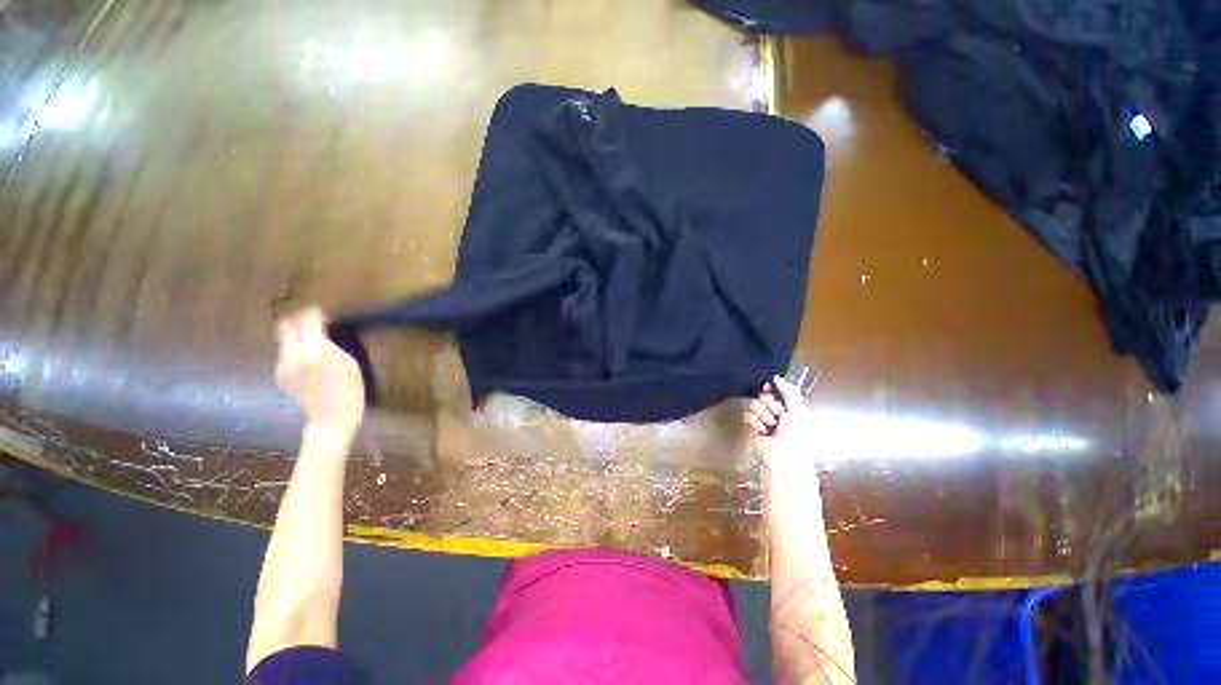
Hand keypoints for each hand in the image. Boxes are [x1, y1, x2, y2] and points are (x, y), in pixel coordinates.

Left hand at [275, 307, 364, 434]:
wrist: (332, 418)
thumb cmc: (350, 390)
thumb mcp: (349, 363)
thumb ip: (331, 345)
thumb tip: (321, 332)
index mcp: (315, 350)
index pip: (307, 320)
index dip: (313, 313)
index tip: (320, 312)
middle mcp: (293, 355)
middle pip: (286, 327)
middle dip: (297, 321)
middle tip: (311, 322)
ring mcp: (283, 366)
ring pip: (285, 341)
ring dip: (296, 337)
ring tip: (313, 343)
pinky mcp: (280, 376)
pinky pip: (286, 355)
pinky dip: (295, 352)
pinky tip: (309, 362)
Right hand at [744, 376, 813, 473]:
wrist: (785, 457)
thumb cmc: (798, 435)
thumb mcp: (799, 410)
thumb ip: (789, 391)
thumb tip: (775, 377)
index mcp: (789, 407)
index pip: (774, 390)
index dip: (771, 389)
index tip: (769, 388)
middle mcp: (775, 412)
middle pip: (762, 395)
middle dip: (769, 404)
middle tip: (778, 415)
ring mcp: (762, 420)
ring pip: (752, 404)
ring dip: (763, 415)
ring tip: (771, 427)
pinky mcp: (751, 427)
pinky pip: (746, 415)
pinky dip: (755, 423)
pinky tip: (762, 431)